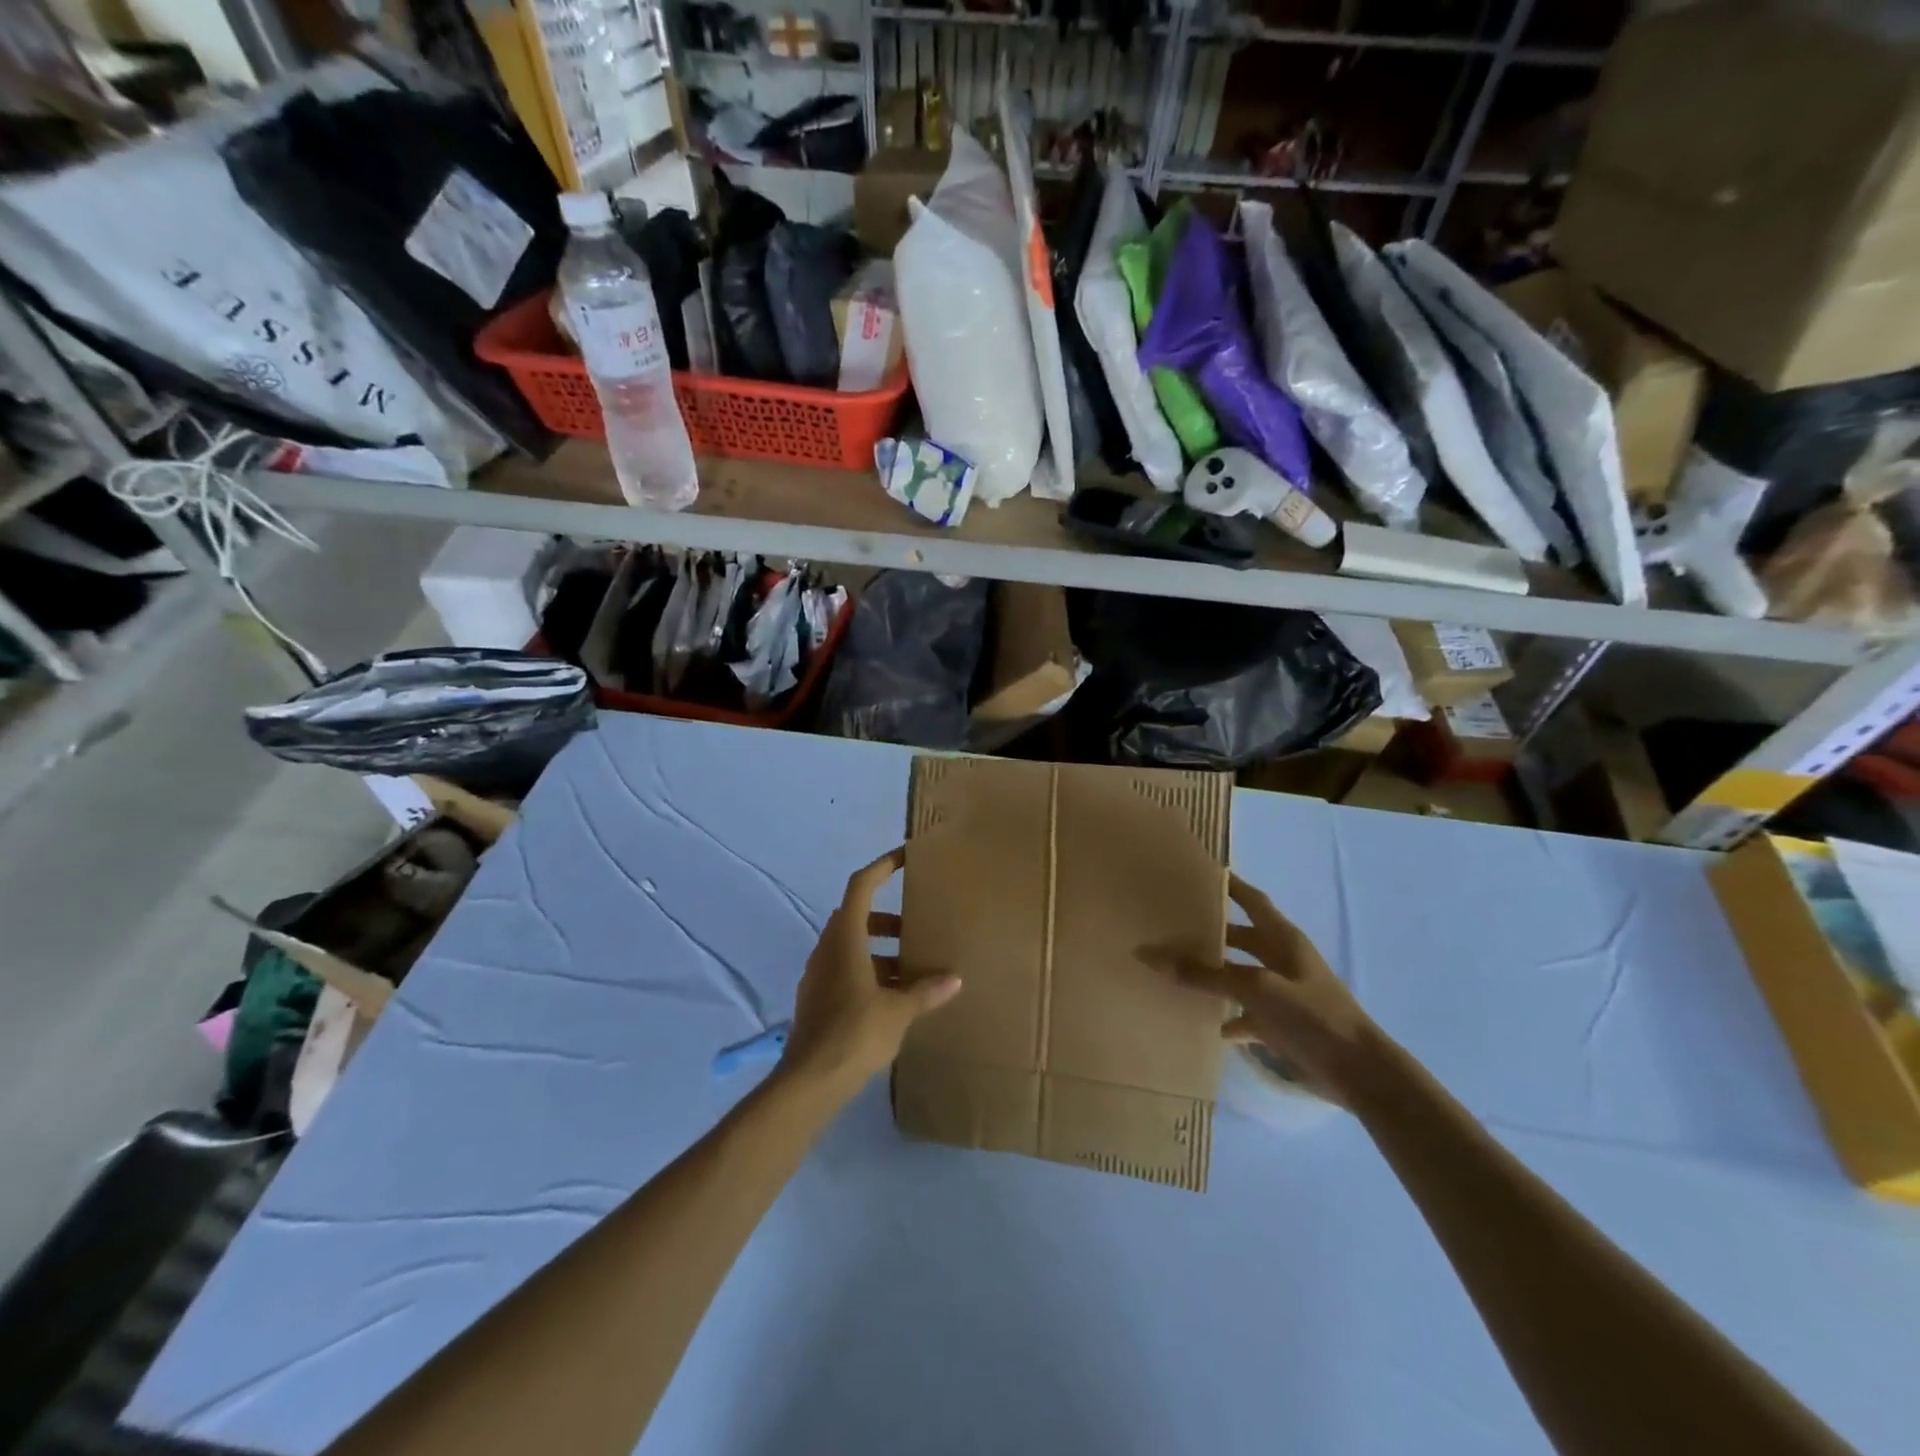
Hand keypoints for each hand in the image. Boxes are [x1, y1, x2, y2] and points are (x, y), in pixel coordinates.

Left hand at [783, 847, 961, 1096]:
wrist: (810, 1080)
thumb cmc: (856, 1032)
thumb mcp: (898, 1010)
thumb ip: (925, 991)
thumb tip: (954, 979)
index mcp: (845, 938)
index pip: (861, 886)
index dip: (882, 867)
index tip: (904, 857)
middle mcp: (827, 948)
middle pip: (857, 916)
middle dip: (887, 919)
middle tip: (916, 928)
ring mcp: (818, 973)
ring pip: (851, 946)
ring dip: (880, 949)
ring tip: (912, 969)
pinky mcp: (816, 998)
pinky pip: (845, 969)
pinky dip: (868, 971)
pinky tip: (892, 996)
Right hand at [1146, 874, 1377, 1104]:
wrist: (1358, 1072)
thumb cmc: (1312, 1016)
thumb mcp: (1256, 989)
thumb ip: (1206, 976)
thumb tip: (1151, 957)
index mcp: (1283, 939)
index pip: (1252, 900)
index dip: (1229, 885)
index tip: (1198, 873)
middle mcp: (1280, 960)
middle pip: (1238, 938)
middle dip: (1208, 932)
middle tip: (1169, 925)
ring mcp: (1280, 993)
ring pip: (1236, 976)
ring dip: (1210, 975)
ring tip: (1171, 969)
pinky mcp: (1279, 1024)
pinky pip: (1242, 1013)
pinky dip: (1221, 1015)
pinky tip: (1196, 1021)